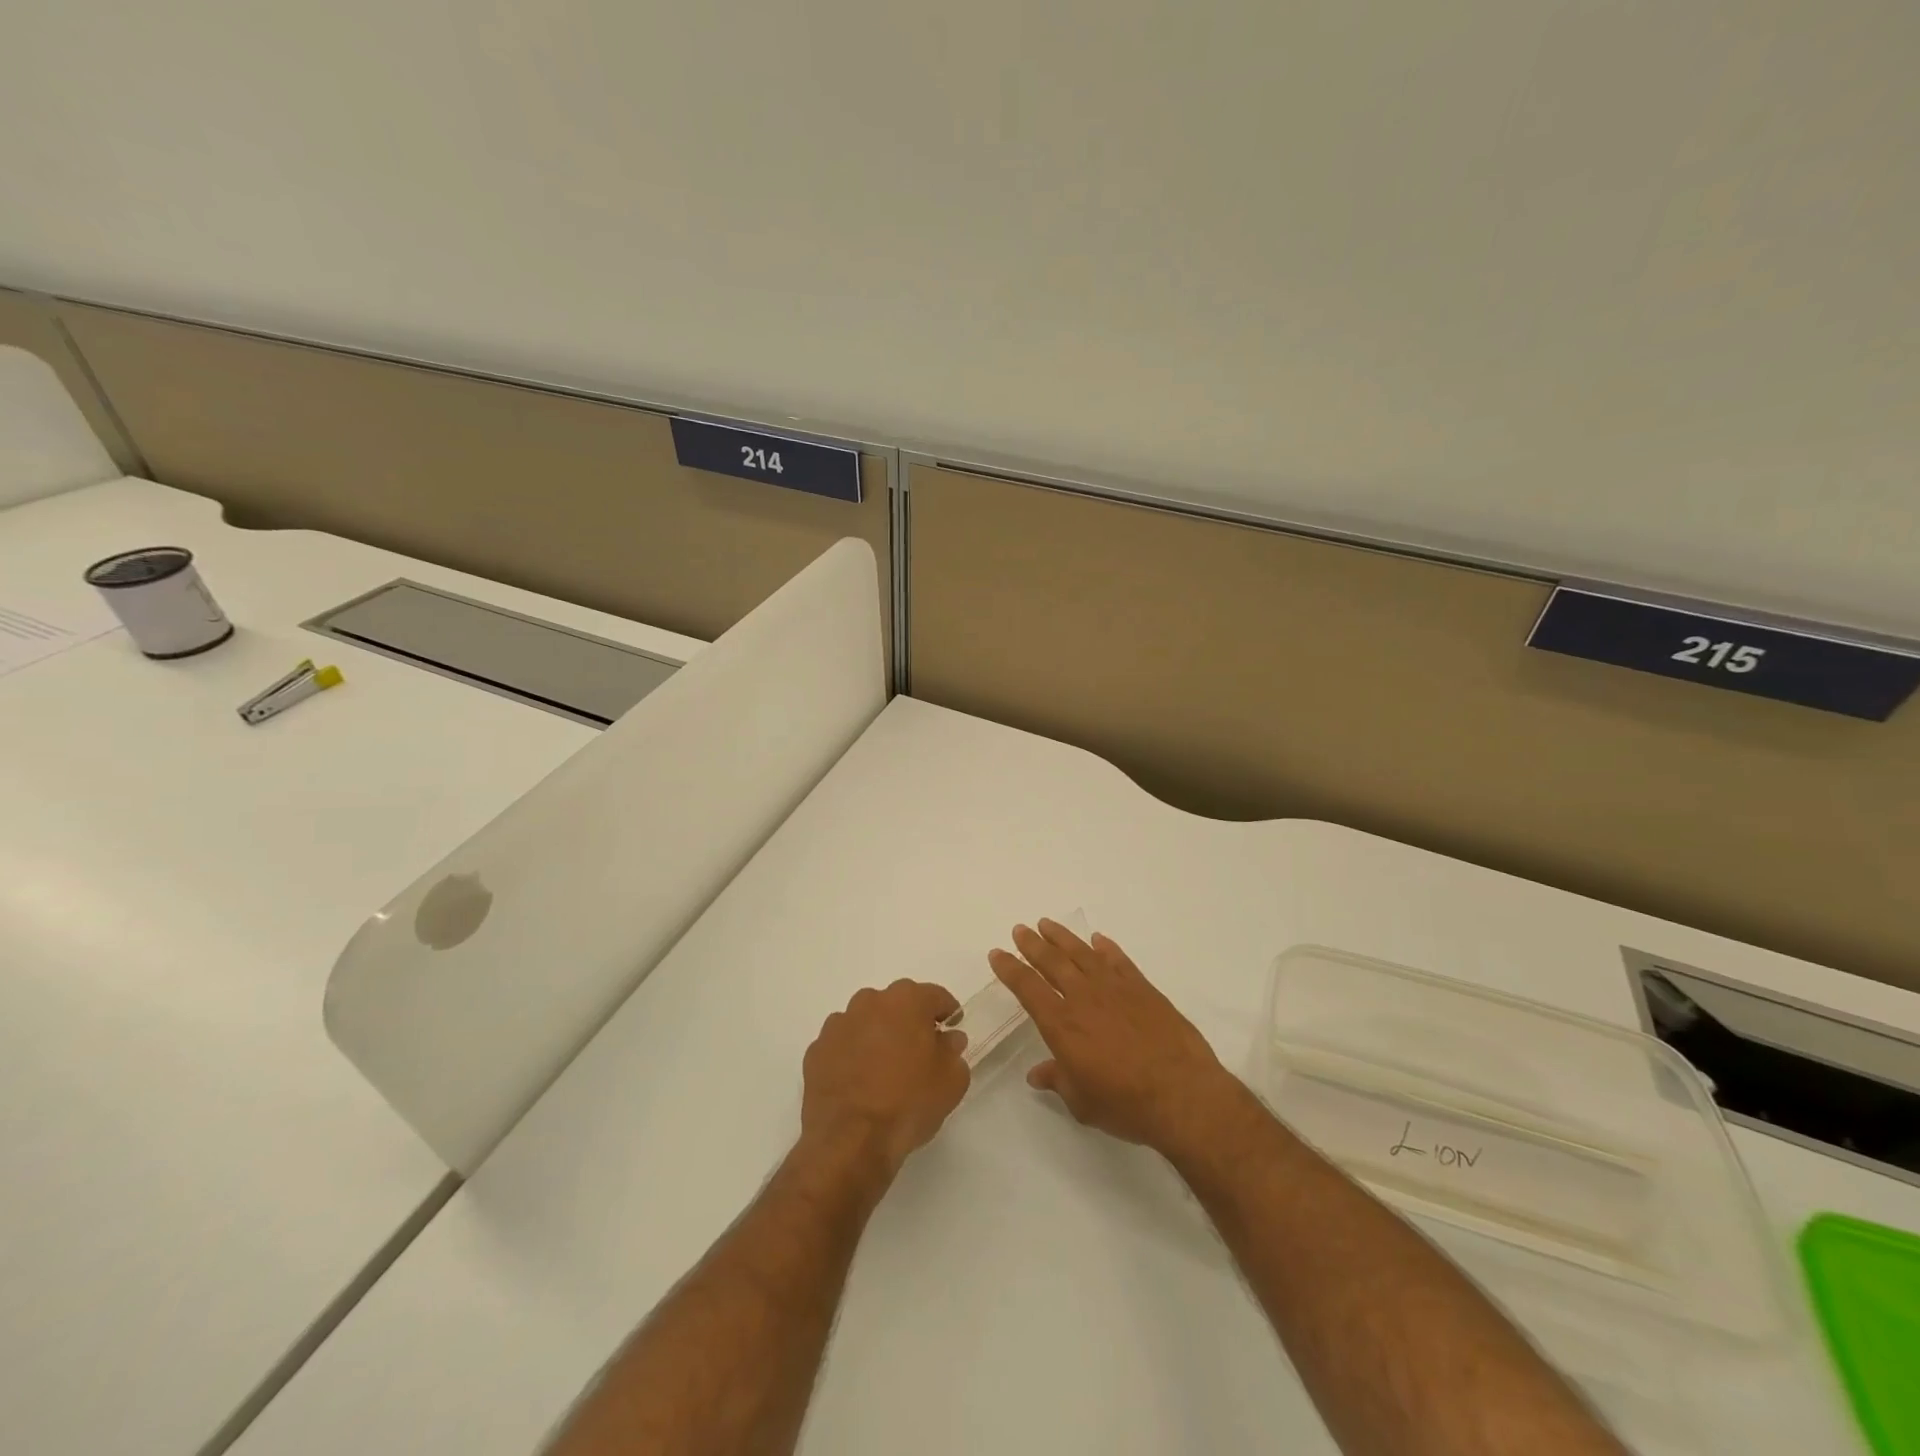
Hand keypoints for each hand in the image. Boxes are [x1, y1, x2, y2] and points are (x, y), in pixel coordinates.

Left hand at [801, 980, 969, 1178]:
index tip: (952, 1028)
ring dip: (877, 1037)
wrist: (850, 1141)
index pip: (934, 996)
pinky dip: (851, 1056)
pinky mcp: (816, 1051)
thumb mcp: (951, 1081)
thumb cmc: (909, 1103)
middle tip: (919, 1052)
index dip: (946, 1012)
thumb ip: (953, 1051)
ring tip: (885, 1071)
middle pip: (897, 1005)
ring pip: (866, 1022)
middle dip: (909, 1022)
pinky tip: (858, 1084)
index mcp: (907, 1001)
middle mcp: (870, 1002)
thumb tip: (947, 1039)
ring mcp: (838, 1025)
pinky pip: (842, 1045)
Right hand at [989, 921, 1239, 1155]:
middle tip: (1020, 929)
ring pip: (1082, 953)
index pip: (1028, 988)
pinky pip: (1119, 960)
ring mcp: (1115, 989)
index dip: (1010, 969)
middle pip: (1052, 962)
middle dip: (1032, 944)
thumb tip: (1037, 1074)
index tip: (997, 954)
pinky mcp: (1143, 988)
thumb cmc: (1126, 1105)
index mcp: (1062, 1025)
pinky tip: (1098, 940)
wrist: (1182, 1094)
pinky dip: (1106, 948)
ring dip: (1062, 937)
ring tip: (1047, 924)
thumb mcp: (1082, 1102)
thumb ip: (1058, 1080)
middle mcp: (1084, 998)